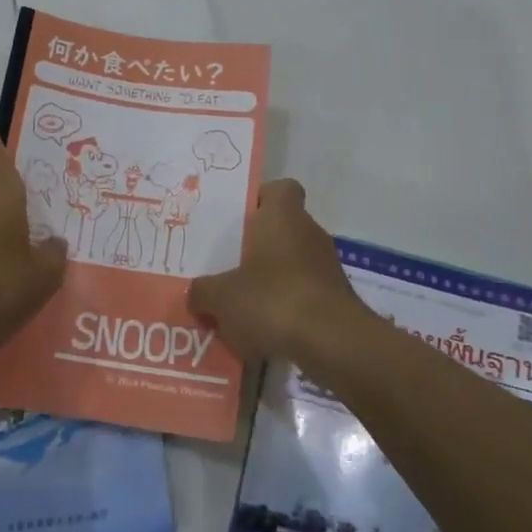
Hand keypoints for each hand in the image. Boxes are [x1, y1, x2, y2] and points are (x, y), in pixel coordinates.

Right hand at [187, 179, 374, 366]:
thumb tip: (195, 293)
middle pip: (282, 229)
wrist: (332, 342)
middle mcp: (309, 232)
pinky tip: (264, 329)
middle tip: (226, 265)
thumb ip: (203, 291)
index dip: (260, 198)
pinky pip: (304, 293)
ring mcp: (327, 265)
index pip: (281, 188)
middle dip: (256, 247)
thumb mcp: (221, 297)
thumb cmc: (273, 300)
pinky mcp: (336, 298)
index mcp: (283, 216)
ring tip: (241, 304)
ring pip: (292, 263)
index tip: (239, 219)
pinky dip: (286, 307)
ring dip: (271, 279)